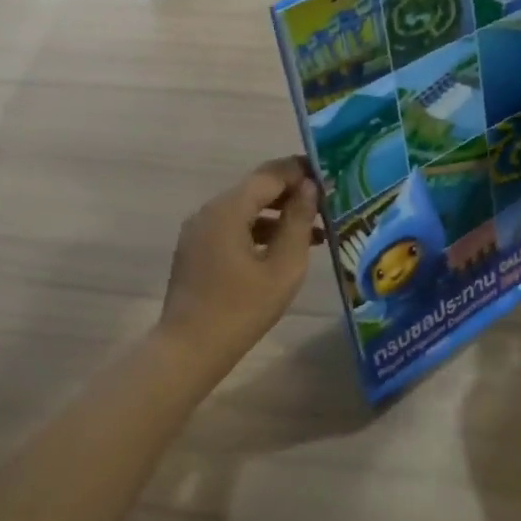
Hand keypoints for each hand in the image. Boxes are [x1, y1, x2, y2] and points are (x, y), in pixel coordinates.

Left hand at [158, 156, 322, 372]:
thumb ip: (298, 223)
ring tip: (316, 230)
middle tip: (328, 203)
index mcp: (228, 209)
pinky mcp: (196, 249)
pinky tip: (284, 248)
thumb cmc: (242, 310)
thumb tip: (310, 188)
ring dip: (277, 215)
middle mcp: (209, 211)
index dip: (301, 171)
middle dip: (291, 193)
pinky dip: (258, 231)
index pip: (270, 174)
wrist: (189, 349)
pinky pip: (232, 228)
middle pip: (255, 189)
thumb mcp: (282, 268)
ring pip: (244, 209)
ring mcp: (199, 230)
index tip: (330, 175)